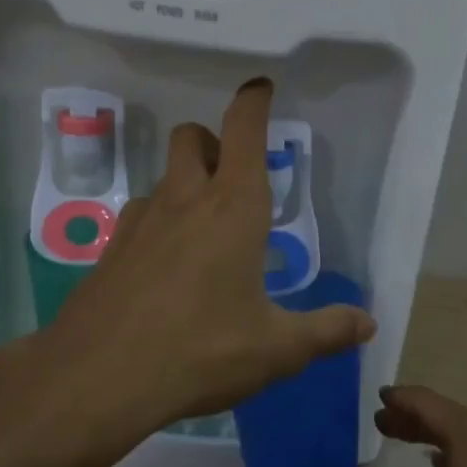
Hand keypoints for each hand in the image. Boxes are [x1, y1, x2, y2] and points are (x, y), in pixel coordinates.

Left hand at [7, 78, 374, 462]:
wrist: (98, 378)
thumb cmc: (200, 352)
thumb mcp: (275, 349)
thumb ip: (325, 332)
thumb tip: (367, 323)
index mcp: (233, 208)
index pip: (243, 130)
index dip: (253, 101)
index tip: (260, 87)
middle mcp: (184, 200)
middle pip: (193, 137)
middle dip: (215, 142)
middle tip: (235, 178)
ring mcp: (140, 222)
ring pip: (164, 177)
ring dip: (187, 183)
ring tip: (206, 232)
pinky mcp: (111, 248)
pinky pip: (141, 215)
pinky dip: (160, 222)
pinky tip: (168, 268)